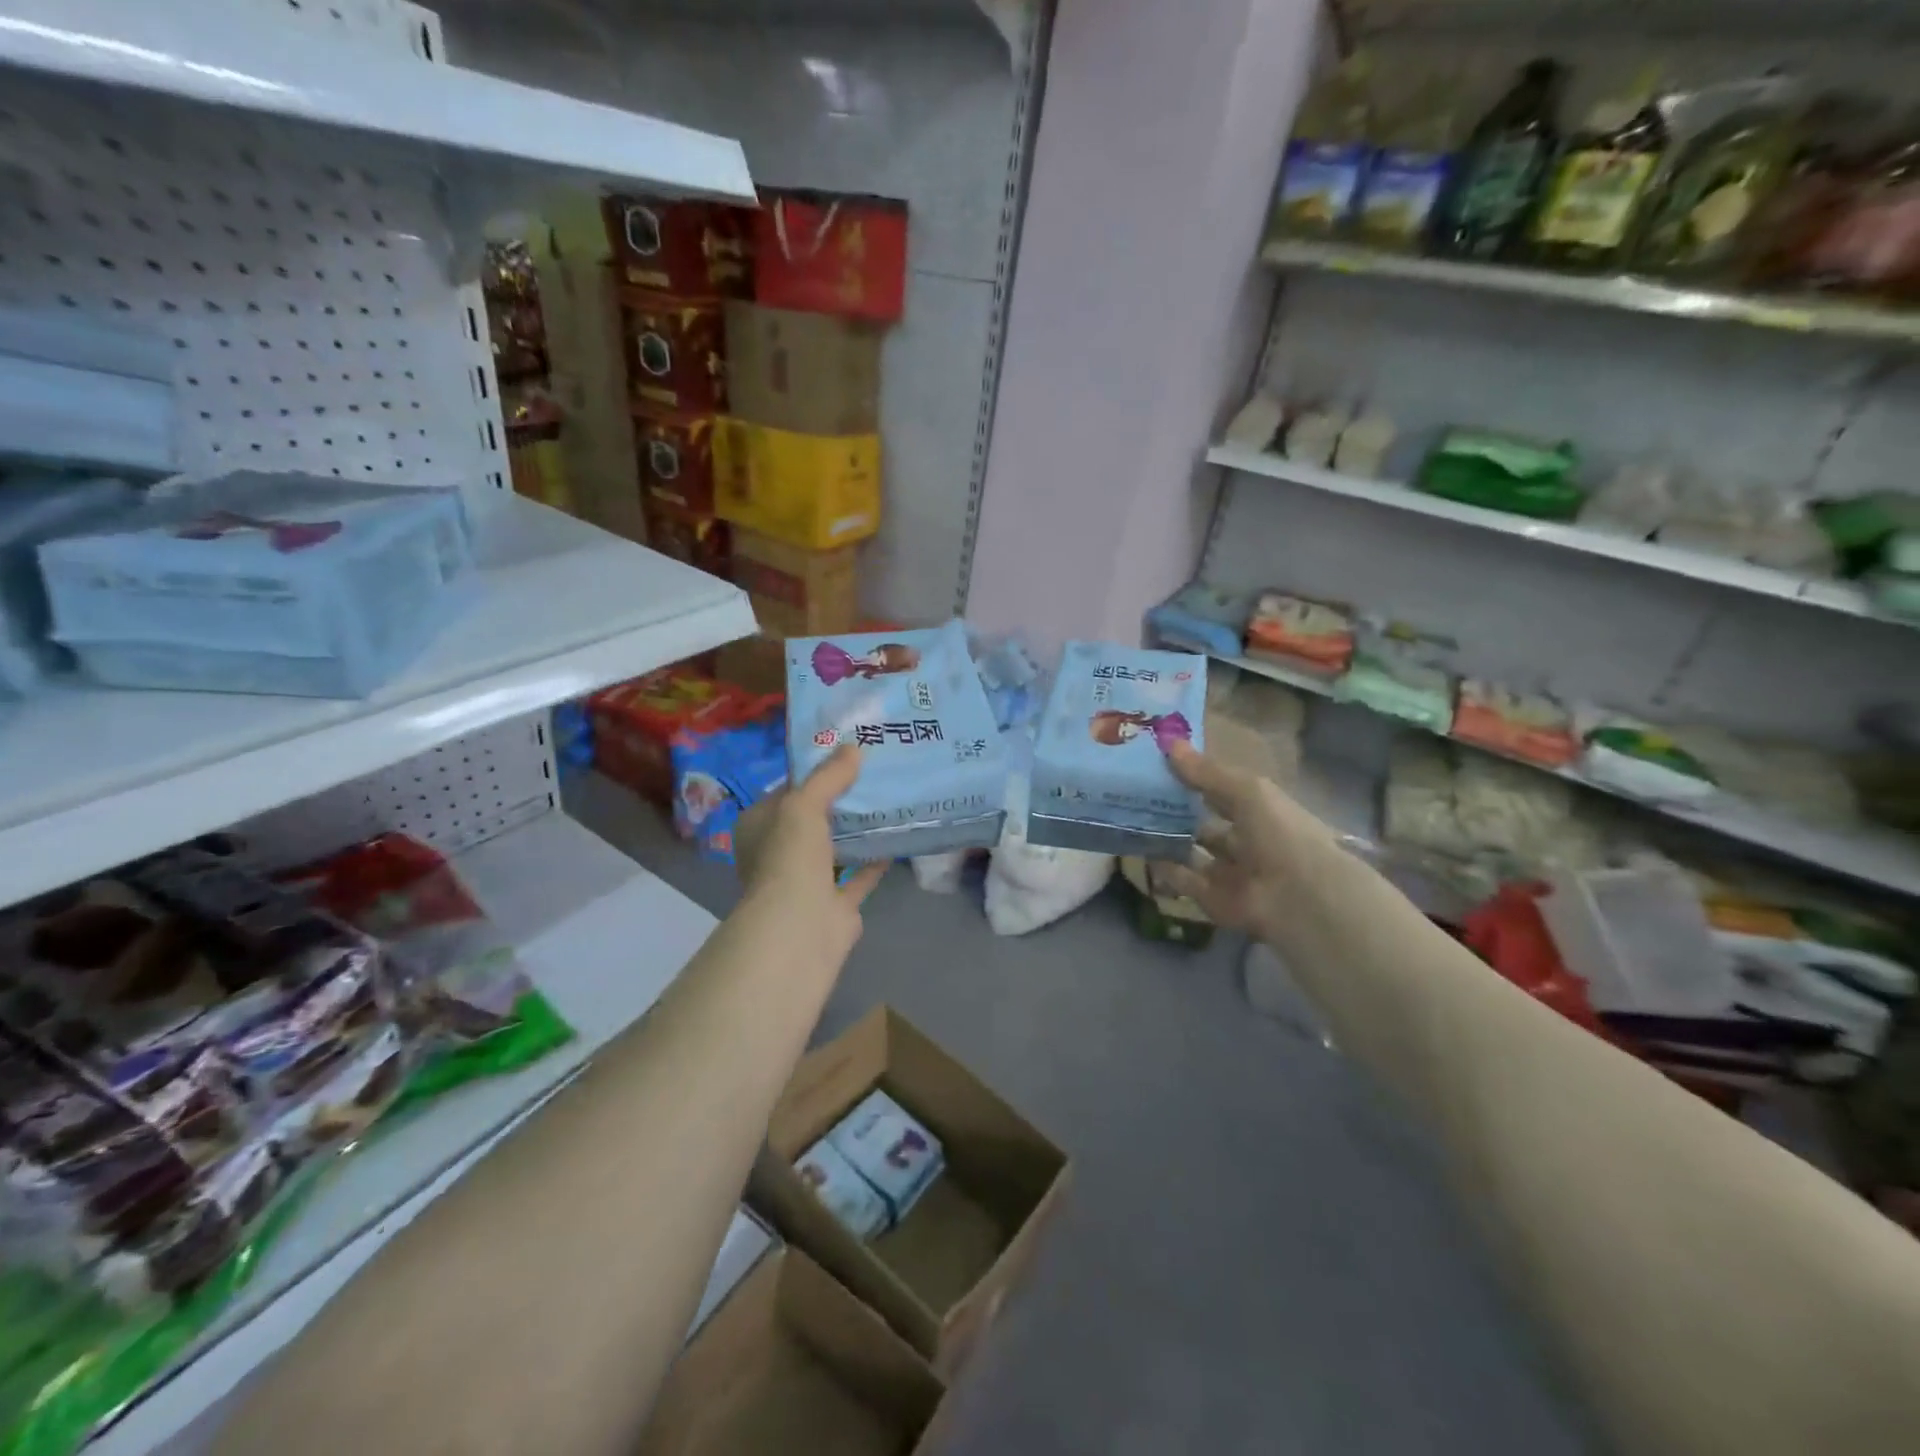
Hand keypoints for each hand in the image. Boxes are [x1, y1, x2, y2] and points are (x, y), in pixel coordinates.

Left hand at [734, 744, 886, 966]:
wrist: (801, 926)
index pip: (786, 792)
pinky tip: (895, 839)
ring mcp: (806, 882)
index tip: (844, 755)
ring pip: (834, 849)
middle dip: (838, 801)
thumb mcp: (804, 804)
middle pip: (812, 820)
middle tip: (872, 774)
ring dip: (856, 831)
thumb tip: (852, 747)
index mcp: (759, 828)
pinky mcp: (834, 905)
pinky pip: (857, 876)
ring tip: (886, 801)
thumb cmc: (790, 857)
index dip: (813, 774)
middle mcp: (778, 854)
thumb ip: (828, 776)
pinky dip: (873, 861)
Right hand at [1158, 740, 1326, 942]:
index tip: (1161, 764)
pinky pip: (1184, 880)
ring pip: (1192, 853)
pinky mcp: (1213, 899)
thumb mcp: (1246, 791)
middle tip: (1138, 793)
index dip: (1197, 778)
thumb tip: (1168, 743)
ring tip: (1132, 819)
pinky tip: (1140, 849)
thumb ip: (1206, 772)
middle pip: (1206, 825)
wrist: (1298, 896)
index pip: (1224, 792)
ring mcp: (1230, 873)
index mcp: (1261, 813)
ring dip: (1167, 839)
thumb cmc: (1280, 832)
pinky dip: (1165, 868)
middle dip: (1177, 812)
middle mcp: (1246, 842)